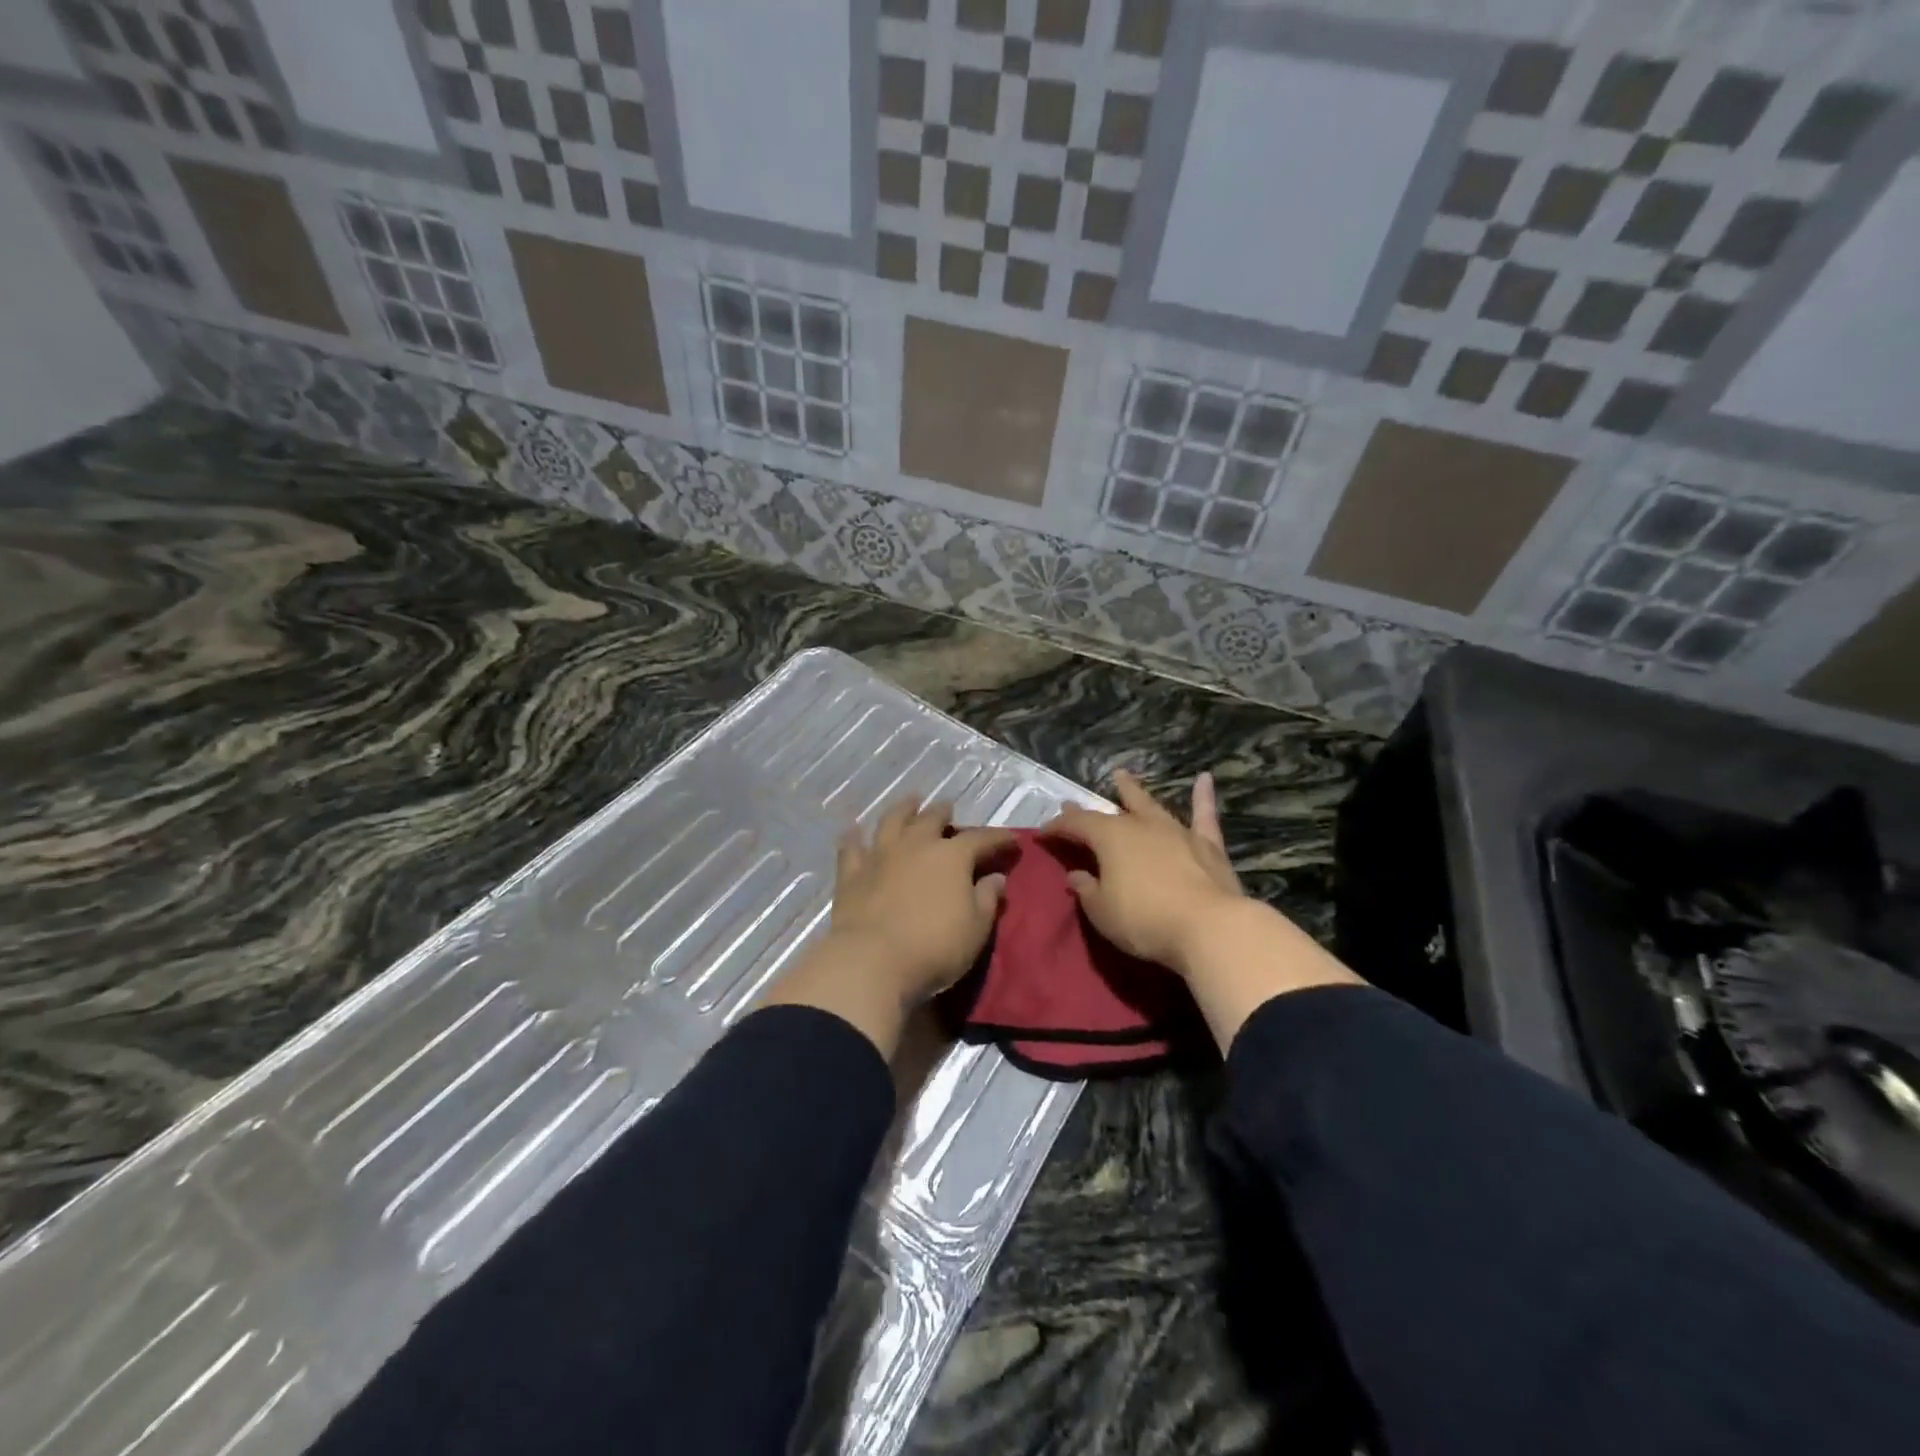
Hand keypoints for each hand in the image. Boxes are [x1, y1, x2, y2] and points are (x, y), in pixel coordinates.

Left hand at [762, 799, 1013, 1057]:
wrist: (871, 961)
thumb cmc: (934, 947)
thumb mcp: (975, 929)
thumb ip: (987, 899)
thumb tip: (995, 878)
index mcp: (952, 856)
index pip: (981, 839)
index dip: (998, 838)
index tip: (1012, 840)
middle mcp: (916, 845)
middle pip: (931, 819)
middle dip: (943, 812)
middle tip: (948, 808)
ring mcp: (880, 855)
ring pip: (892, 821)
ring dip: (903, 809)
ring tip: (910, 801)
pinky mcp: (851, 873)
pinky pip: (852, 848)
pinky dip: (854, 837)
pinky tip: (853, 830)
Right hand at [1048, 769, 1362, 1050]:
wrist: (1209, 927)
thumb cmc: (1144, 920)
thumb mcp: (1102, 911)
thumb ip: (1087, 889)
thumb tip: (1076, 874)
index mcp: (1110, 838)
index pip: (1075, 825)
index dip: (1056, 827)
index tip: (1041, 833)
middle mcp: (1141, 826)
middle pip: (1110, 812)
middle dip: (1088, 809)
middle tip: (1071, 800)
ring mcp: (1176, 831)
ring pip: (1150, 805)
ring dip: (1133, 791)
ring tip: (1121, 775)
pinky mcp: (1207, 845)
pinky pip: (1204, 815)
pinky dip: (1203, 797)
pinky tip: (1205, 779)